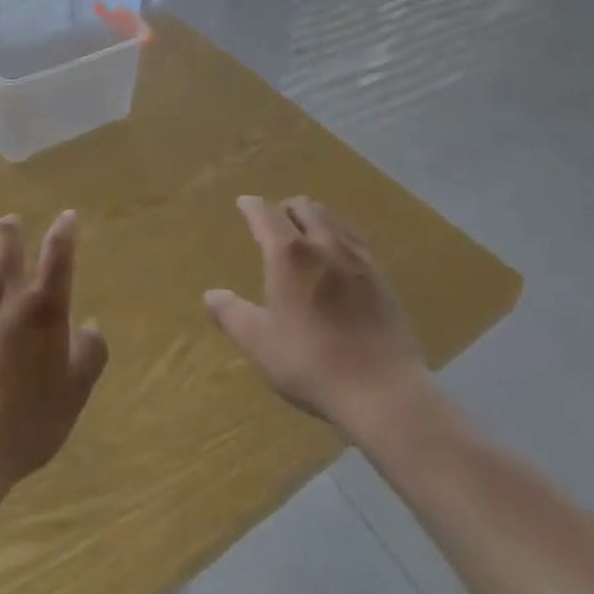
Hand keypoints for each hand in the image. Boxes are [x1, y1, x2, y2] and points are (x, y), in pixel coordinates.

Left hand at [0, 211, 107, 498]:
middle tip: (11, 222)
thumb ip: (90, 352)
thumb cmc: (26, 423)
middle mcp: (2, 291)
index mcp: (43, 304)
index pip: (58, 252)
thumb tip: (90, 325)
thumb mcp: (75, 392)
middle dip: (11, 227)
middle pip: (6, 241)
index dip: (65, 230)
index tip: (68, 218)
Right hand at [205, 196, 426, 433]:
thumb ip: (232, 315)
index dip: (252, 206)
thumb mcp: (260, 344)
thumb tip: (211, 295)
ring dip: (314, 216)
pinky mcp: (380, 276)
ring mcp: (356, 257)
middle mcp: (323, 244)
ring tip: (306, 233)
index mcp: (288, 254)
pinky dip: (338, 234)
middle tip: (275, 223)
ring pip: (332, 218)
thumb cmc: (312, 363)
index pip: (266, 215)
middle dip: (285, 208)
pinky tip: (338, 255)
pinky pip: (354, 238)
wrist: (383, 390)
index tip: (244, 203)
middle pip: (303, 207)